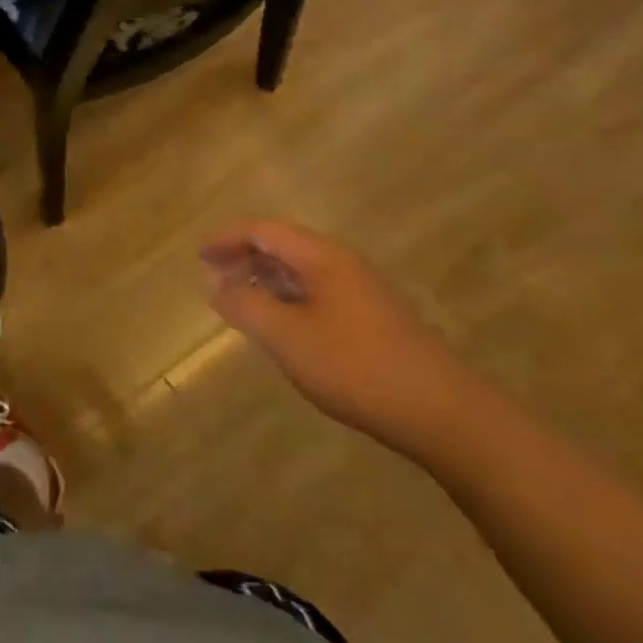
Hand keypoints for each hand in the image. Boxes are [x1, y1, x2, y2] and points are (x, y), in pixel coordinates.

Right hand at [200, 221, 480, 459]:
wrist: (443, 413)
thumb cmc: (357, 367)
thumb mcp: (288, 338)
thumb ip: (246, 306)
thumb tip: (216, 285)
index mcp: (321, 257)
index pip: (264, 230)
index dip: (228, 238)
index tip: (199, 256)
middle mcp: (341, 263)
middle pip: (283, 245)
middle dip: (244, 256)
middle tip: (213, 276)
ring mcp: (360, 290)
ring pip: (301, 270)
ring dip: (265, 277)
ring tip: (238, 299)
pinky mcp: (371, 317)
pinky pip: (316, 291)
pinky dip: (287, 297)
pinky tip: (280, 324)